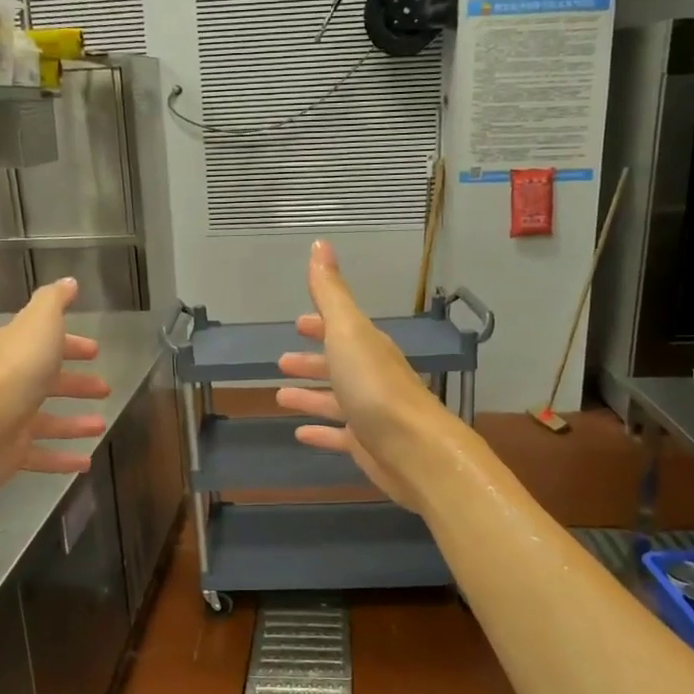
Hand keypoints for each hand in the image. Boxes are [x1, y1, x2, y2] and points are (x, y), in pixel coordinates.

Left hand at [0, 278, 110, 494]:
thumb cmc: (14, 372)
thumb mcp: (39, 325)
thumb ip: (54, 302)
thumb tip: (69, 281)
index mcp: (16, 349)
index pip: (45, 342)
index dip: (70, 345)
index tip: (94, 350)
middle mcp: (11, 382)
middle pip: (47, 381)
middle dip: (75, 383)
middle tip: (104, 388)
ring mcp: (10, 418)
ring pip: (47, 419)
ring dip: (74, 422)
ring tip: (101, 426)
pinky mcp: (10, 452)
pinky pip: (41, 454)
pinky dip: (63, 458)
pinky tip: (86, 462)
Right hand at [275, 240, 452, 513]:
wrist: (414, 449)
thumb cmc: (375, 386)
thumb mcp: (348, 331)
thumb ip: (330, 292)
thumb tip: (319, 244)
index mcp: (367, 347)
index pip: (341, 329)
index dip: (319, 324)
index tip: (298, 323)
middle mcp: (371, 377)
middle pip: (338, 364)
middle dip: (312, 361)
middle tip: (282, 361)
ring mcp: (370, 413)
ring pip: (335, 400)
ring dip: (310, 396)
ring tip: (280, 397)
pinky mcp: (367, 446)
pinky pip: (338, 435)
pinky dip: (320, 432)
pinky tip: (299, 434)